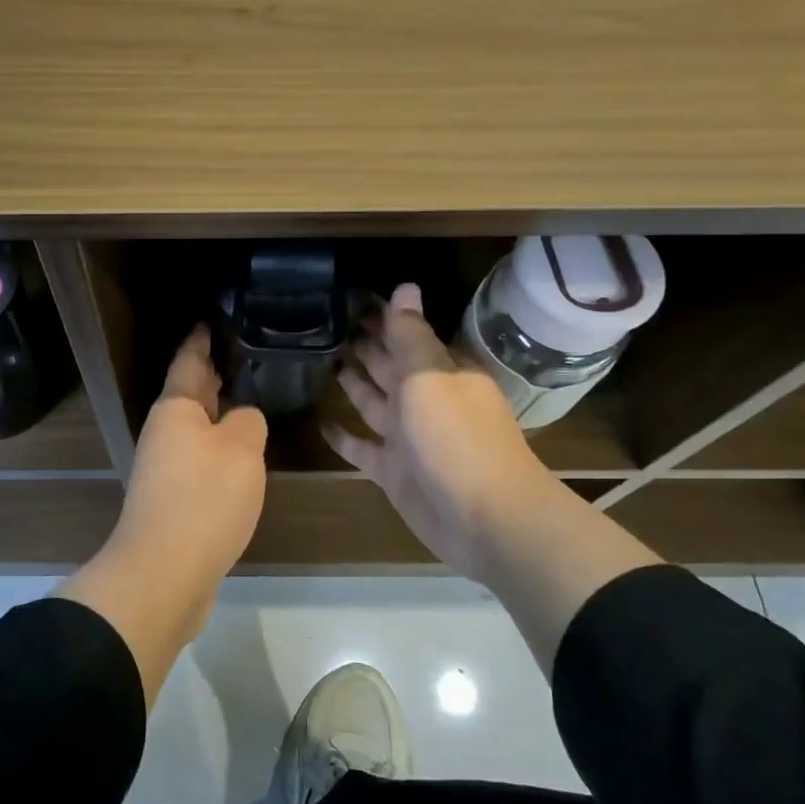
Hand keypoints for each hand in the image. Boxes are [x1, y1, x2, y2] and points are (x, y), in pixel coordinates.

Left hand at [110, 325, 267, 580]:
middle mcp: (165, 433)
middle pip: (192, 394)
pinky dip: (220, 450)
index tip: (213, 316)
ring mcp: (165, 469)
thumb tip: (241, 419)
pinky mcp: (174, 500)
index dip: (201, 337)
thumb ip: (248, 422)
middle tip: (244, 353)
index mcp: (176, 409)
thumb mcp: (241, 449)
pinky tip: (241, 456)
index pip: (189, 360)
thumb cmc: (203, 499)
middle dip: (214, 374)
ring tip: (251, 399)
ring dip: (219, 414)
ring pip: (197, 429)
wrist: (164, 573)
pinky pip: (200, 461)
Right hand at [323, 283, 558, 582]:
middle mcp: (425, 400)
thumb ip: (410, 335)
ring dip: (353, 384)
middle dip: (366, 347)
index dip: (383, 318)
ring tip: (323, 361)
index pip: (408, 336)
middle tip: (330, 324)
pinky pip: (363, 448)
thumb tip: (405, 286)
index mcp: (441, 372)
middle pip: (389, 367)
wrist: (484, 517)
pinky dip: (344, 438)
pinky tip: (320, 423)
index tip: (351, 299)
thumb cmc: (456, 436)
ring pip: (374, 403)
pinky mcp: (394, 472)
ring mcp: (409, 438)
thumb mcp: (430, 376)